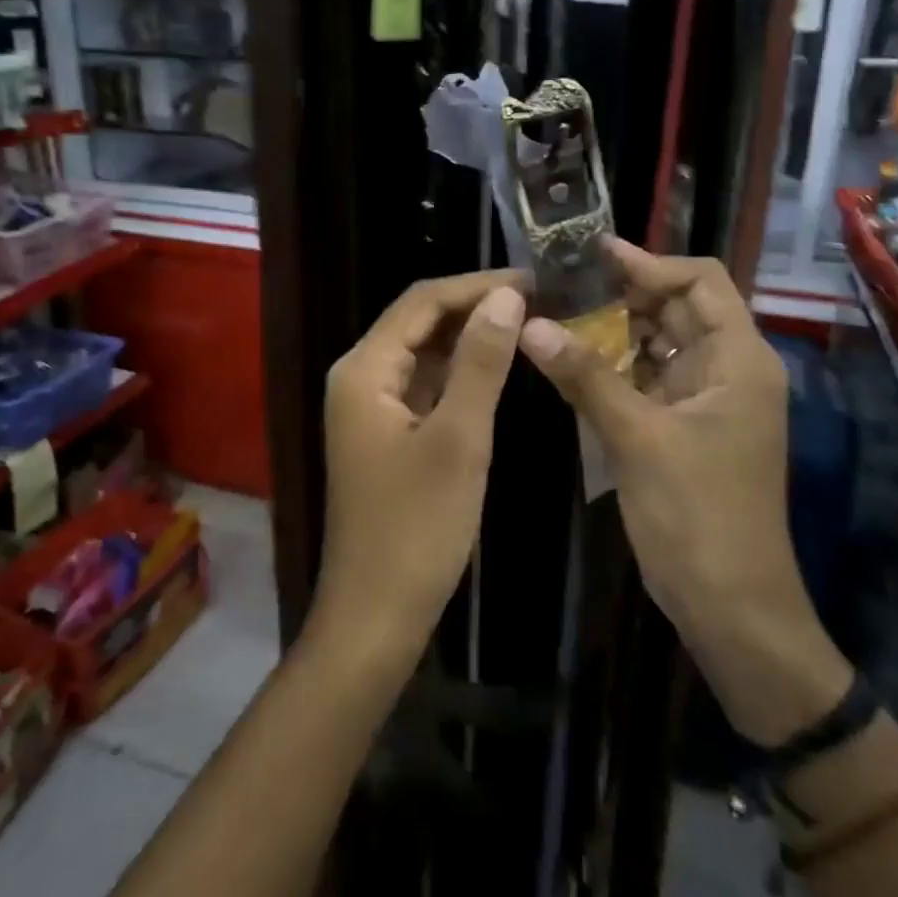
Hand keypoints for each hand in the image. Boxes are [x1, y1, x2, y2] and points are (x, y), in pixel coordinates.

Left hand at [314, 272, 525, 661]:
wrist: (375, 616)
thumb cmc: (416, 529)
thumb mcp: (458, 439)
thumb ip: (480, 363)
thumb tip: (506, 298)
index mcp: (364, 369)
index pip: (422, 301)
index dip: (477, 285)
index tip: (533, 280)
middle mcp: (359, 377)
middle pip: (419, 321)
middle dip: (475, 306)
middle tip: (538, 299)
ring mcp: (370, 407)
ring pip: (423, 353)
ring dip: (469, 337)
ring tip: (527, 323)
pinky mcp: (386, 433)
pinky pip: (424, 385)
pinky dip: (459, 372)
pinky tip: (496, 368)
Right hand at [518, 241, 850, 743]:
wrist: (730, 608)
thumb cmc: (698, 516)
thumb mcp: (638, 439)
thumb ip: (585, 376)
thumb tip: (530, 325)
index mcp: (739, 359)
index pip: (701, 281)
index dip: (649, 263)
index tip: (592, 255)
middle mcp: (726, 370)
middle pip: (675, 308)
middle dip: (621, 294)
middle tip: (559, 284)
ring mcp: (703, 401)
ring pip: (655, 344)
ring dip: (611, 330)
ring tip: (554, 315)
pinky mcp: (680, 428)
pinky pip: (644, 380)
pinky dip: (610, 368)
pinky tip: (567, 362)